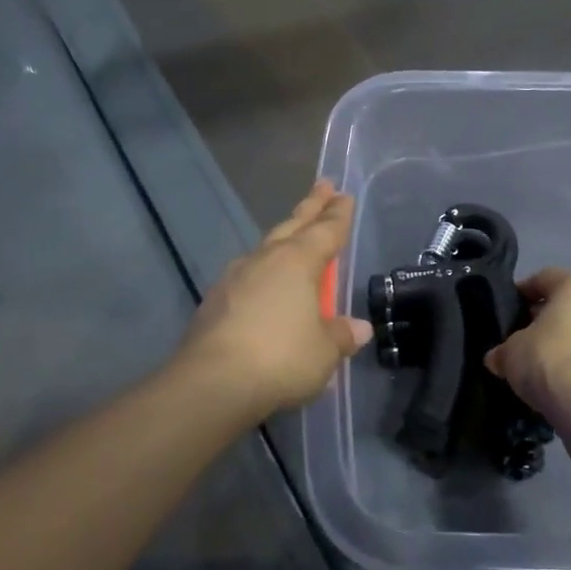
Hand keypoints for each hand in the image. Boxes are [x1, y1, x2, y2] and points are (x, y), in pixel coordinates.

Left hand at [179, 181, 372, 416]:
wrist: (212, 382)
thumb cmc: (280, 358)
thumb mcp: (324, 351)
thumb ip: (341, 335)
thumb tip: (358, 328)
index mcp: (297, 262)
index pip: (326, 231)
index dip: (338, 214)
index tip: (344, 195)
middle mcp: (265, 260)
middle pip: (292, 226)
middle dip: (310, 207)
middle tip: (323, 187)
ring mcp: (234, 278)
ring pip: (265, 248)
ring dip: (282, 238)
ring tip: (292, 236)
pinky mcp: (214, 301)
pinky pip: (247, 277)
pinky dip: (262, 273)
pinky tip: (261, 284)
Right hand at [484, 269, 570, 417]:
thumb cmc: (548, 360)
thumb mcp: (510, 352)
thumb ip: (504, 350)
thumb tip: (498, 358)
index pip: (545, 278)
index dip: (523, 292)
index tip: (508, 310)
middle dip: (549, 319)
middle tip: (526, 339)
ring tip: (547, 365)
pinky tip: (567, 384)